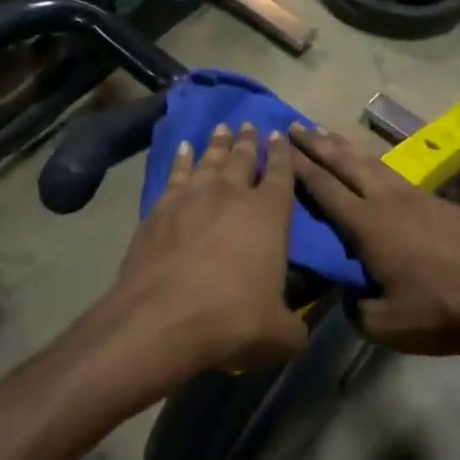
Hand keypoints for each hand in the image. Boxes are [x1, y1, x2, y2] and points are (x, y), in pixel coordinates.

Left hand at [106, 122, 305, 376]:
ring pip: (209, 159)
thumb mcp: (279, 335)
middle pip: (243, 158)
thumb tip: (298, 334)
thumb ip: (293, 328)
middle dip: (249, 140)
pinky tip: (182, 151)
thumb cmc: (232, 319)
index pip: (282, 173)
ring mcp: (192, 197)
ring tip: (222, 128)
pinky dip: (181, 160)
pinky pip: (175, 174)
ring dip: (218, 143)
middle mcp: (232, 195)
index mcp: (269, 214)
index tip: (280, 135)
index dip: (283, 154)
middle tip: (250, 125)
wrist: (163, 317)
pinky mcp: (160, 208)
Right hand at [287, 125, 459, 355]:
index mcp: (367, 225)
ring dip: (346, 148)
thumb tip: (349, 297)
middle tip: (296, 126)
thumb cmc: (439, 311)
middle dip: (318, 144)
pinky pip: (395, 174)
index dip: (301, 167)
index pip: (325, 189)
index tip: (282, 146)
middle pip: (346, 164)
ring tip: (328, 135)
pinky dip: (375, 164)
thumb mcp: (385, 324)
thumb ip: (356, 308)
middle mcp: (387, 201)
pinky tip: (375, 168)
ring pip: (373, 163)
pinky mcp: (439, 202)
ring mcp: (416, 197)